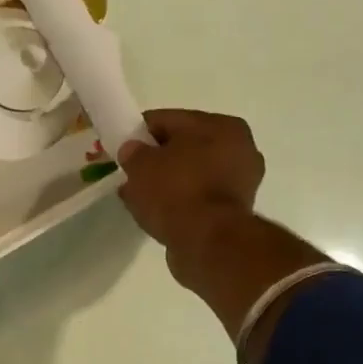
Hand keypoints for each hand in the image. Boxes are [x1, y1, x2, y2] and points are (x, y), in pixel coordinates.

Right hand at [118, 109, 266, 281]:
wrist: (207, 243)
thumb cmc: (176, 192)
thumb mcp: (141, 165)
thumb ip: (133, 152)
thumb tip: (133, 151)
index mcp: (222, 125)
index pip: (169, 120)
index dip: (140, 132)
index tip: (121, 148)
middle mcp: (240, 148)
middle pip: (184, 147)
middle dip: (156, 160)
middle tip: (131, 175)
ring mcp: (241, 182)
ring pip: (192, 175)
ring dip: (167, 184)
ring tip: (140, 198)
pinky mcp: (235, 212)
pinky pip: (198, 199)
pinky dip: (179, 203)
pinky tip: (158, 214)